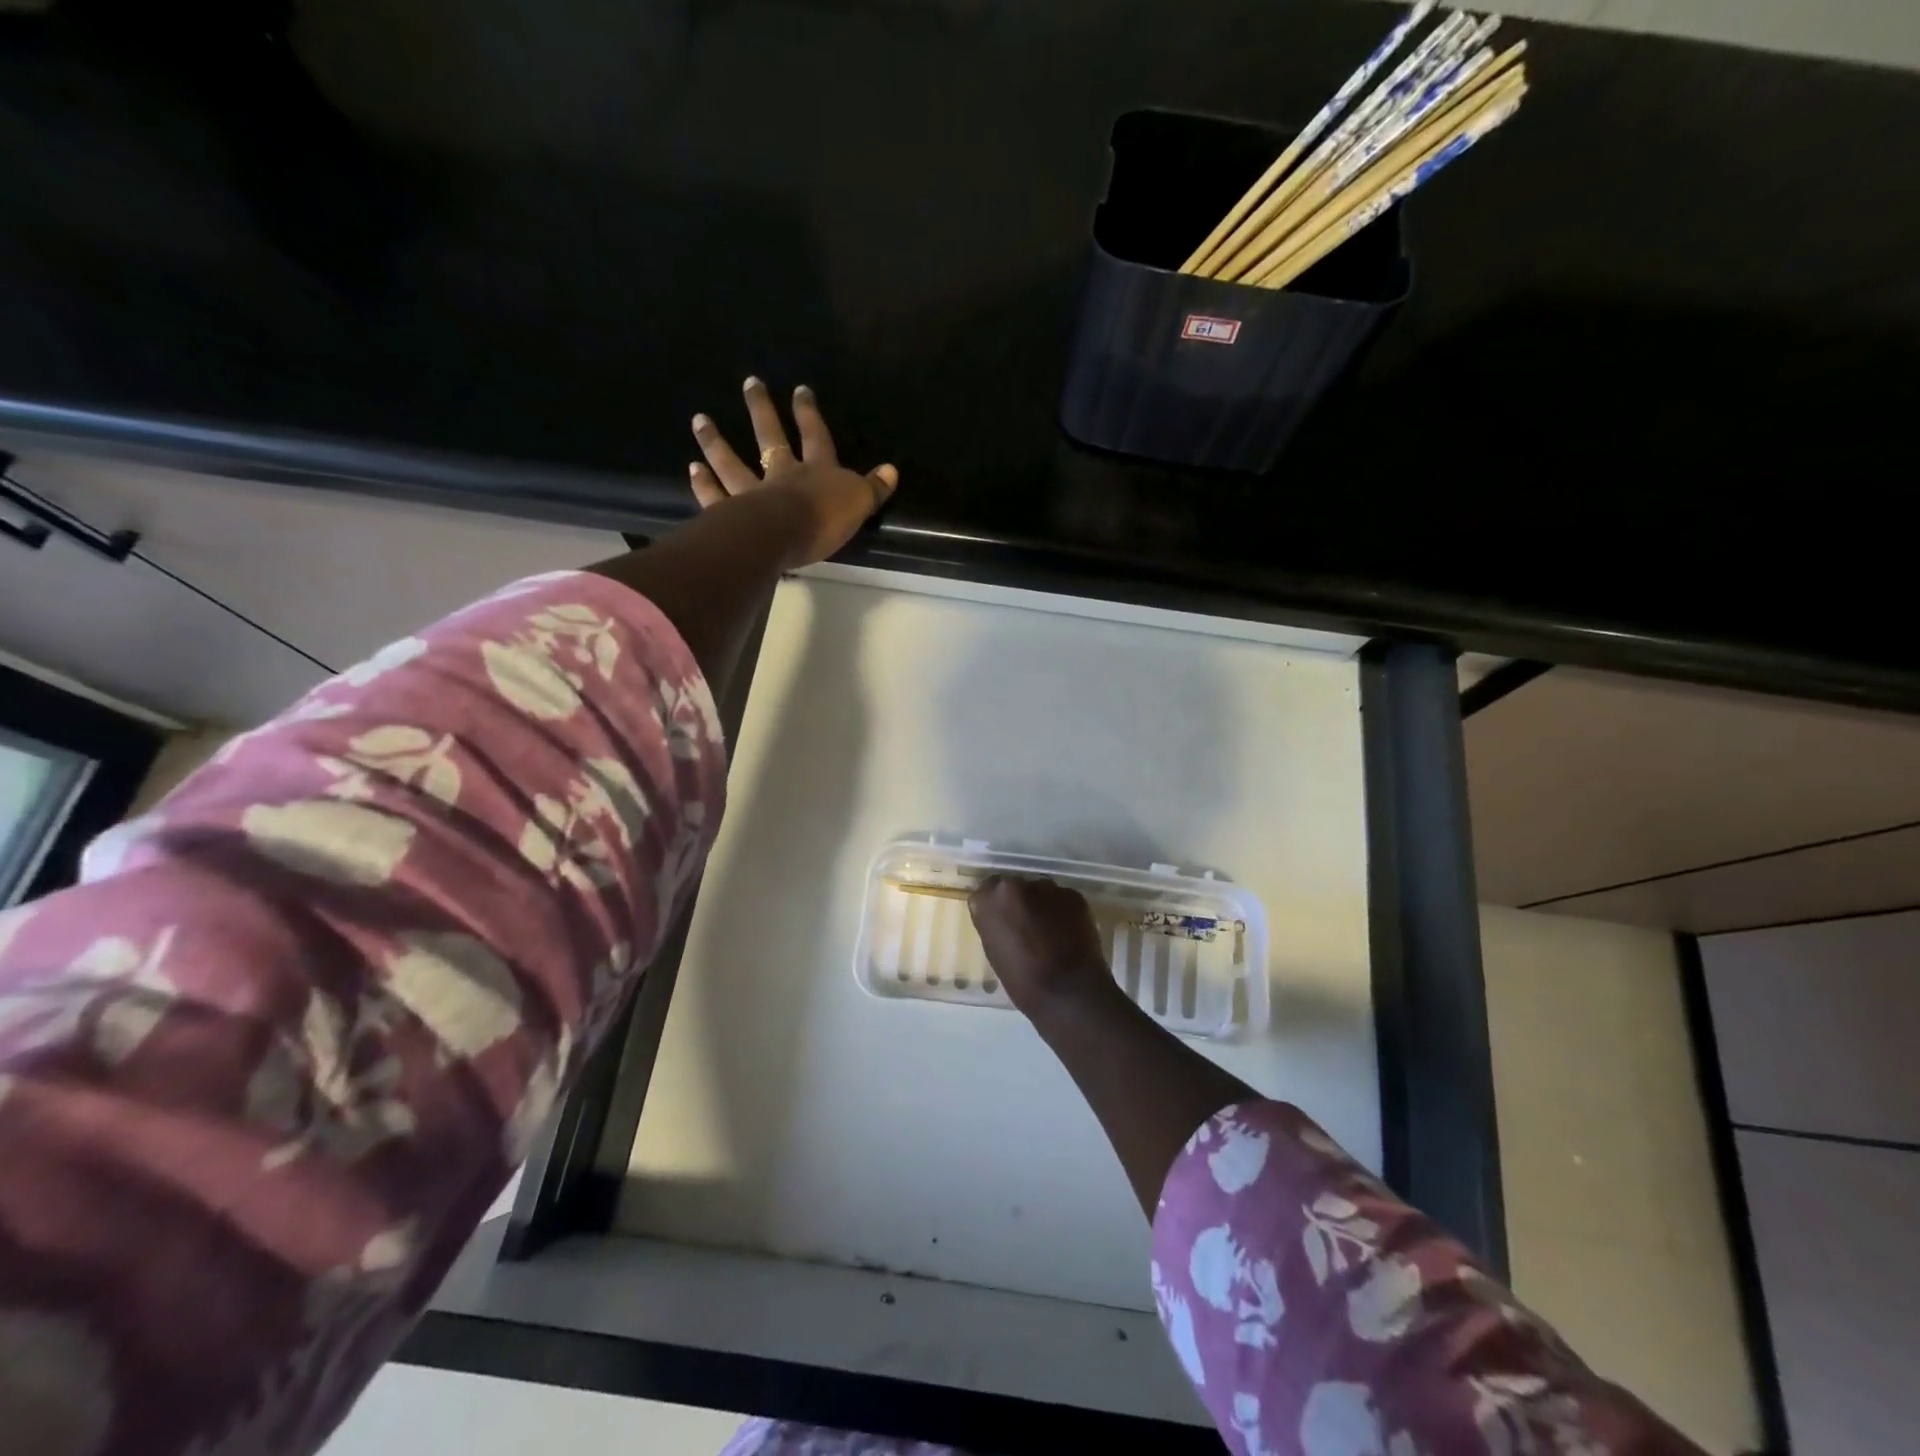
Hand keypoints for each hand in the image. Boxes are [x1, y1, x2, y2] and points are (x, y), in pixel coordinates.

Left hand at [690, 377, 898, 566]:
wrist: (783, 535)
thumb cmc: (824, 519)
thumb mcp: (858, 503)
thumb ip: (873, 488)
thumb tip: (891, 470)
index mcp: (816, 470)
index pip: (815, 436)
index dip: (809, 414)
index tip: (800, 390)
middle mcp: (781, 474)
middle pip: (770, 437)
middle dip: (761, 410)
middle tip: (749, 383)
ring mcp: (753, 492)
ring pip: (732, 463)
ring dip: (716, 442)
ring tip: (700, 420)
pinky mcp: (732, 514)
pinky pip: (716, 496)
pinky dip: (704, 484)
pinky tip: (692, 469)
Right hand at [969, 875, 1117, 1018]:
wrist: (1068, 992)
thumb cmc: (1022, 981)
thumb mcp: (993, 950)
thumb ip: (994, 924)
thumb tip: (1003, 917)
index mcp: (990, 898)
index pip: (987, 891)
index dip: (996, 907)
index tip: (1002, 922)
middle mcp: (1017, 884)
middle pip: (1014, 887)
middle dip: (1019, 902)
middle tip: (1026, 926)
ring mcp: (1049, 888)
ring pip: (1040, 891)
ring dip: (1041, 905)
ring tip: (1050, 931)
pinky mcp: (1074, 895)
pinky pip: (1063, 899)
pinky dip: (1063, 912)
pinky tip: (1068, 933)